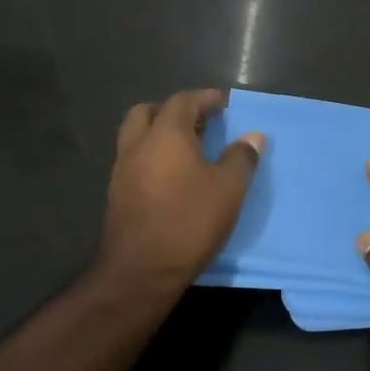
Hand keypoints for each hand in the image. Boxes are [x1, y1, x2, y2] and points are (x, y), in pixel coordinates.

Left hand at [99, 88, 264, 295]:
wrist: (140, 272)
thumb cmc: (189, 221)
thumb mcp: (228, 189)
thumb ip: (241, 157)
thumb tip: (253, 136)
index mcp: (165, 134)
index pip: (183, 101)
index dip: (204, 98)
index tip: (223, 103)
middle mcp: (138, 145)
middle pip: (148, 112)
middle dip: (173, 111)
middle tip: (198, 122)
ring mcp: (122, 170)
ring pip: (136, 136)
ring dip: (158, 133)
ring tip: (186, 148)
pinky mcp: (116, 194)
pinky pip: (133, 160)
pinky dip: (150, 156)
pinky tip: (170, 175)